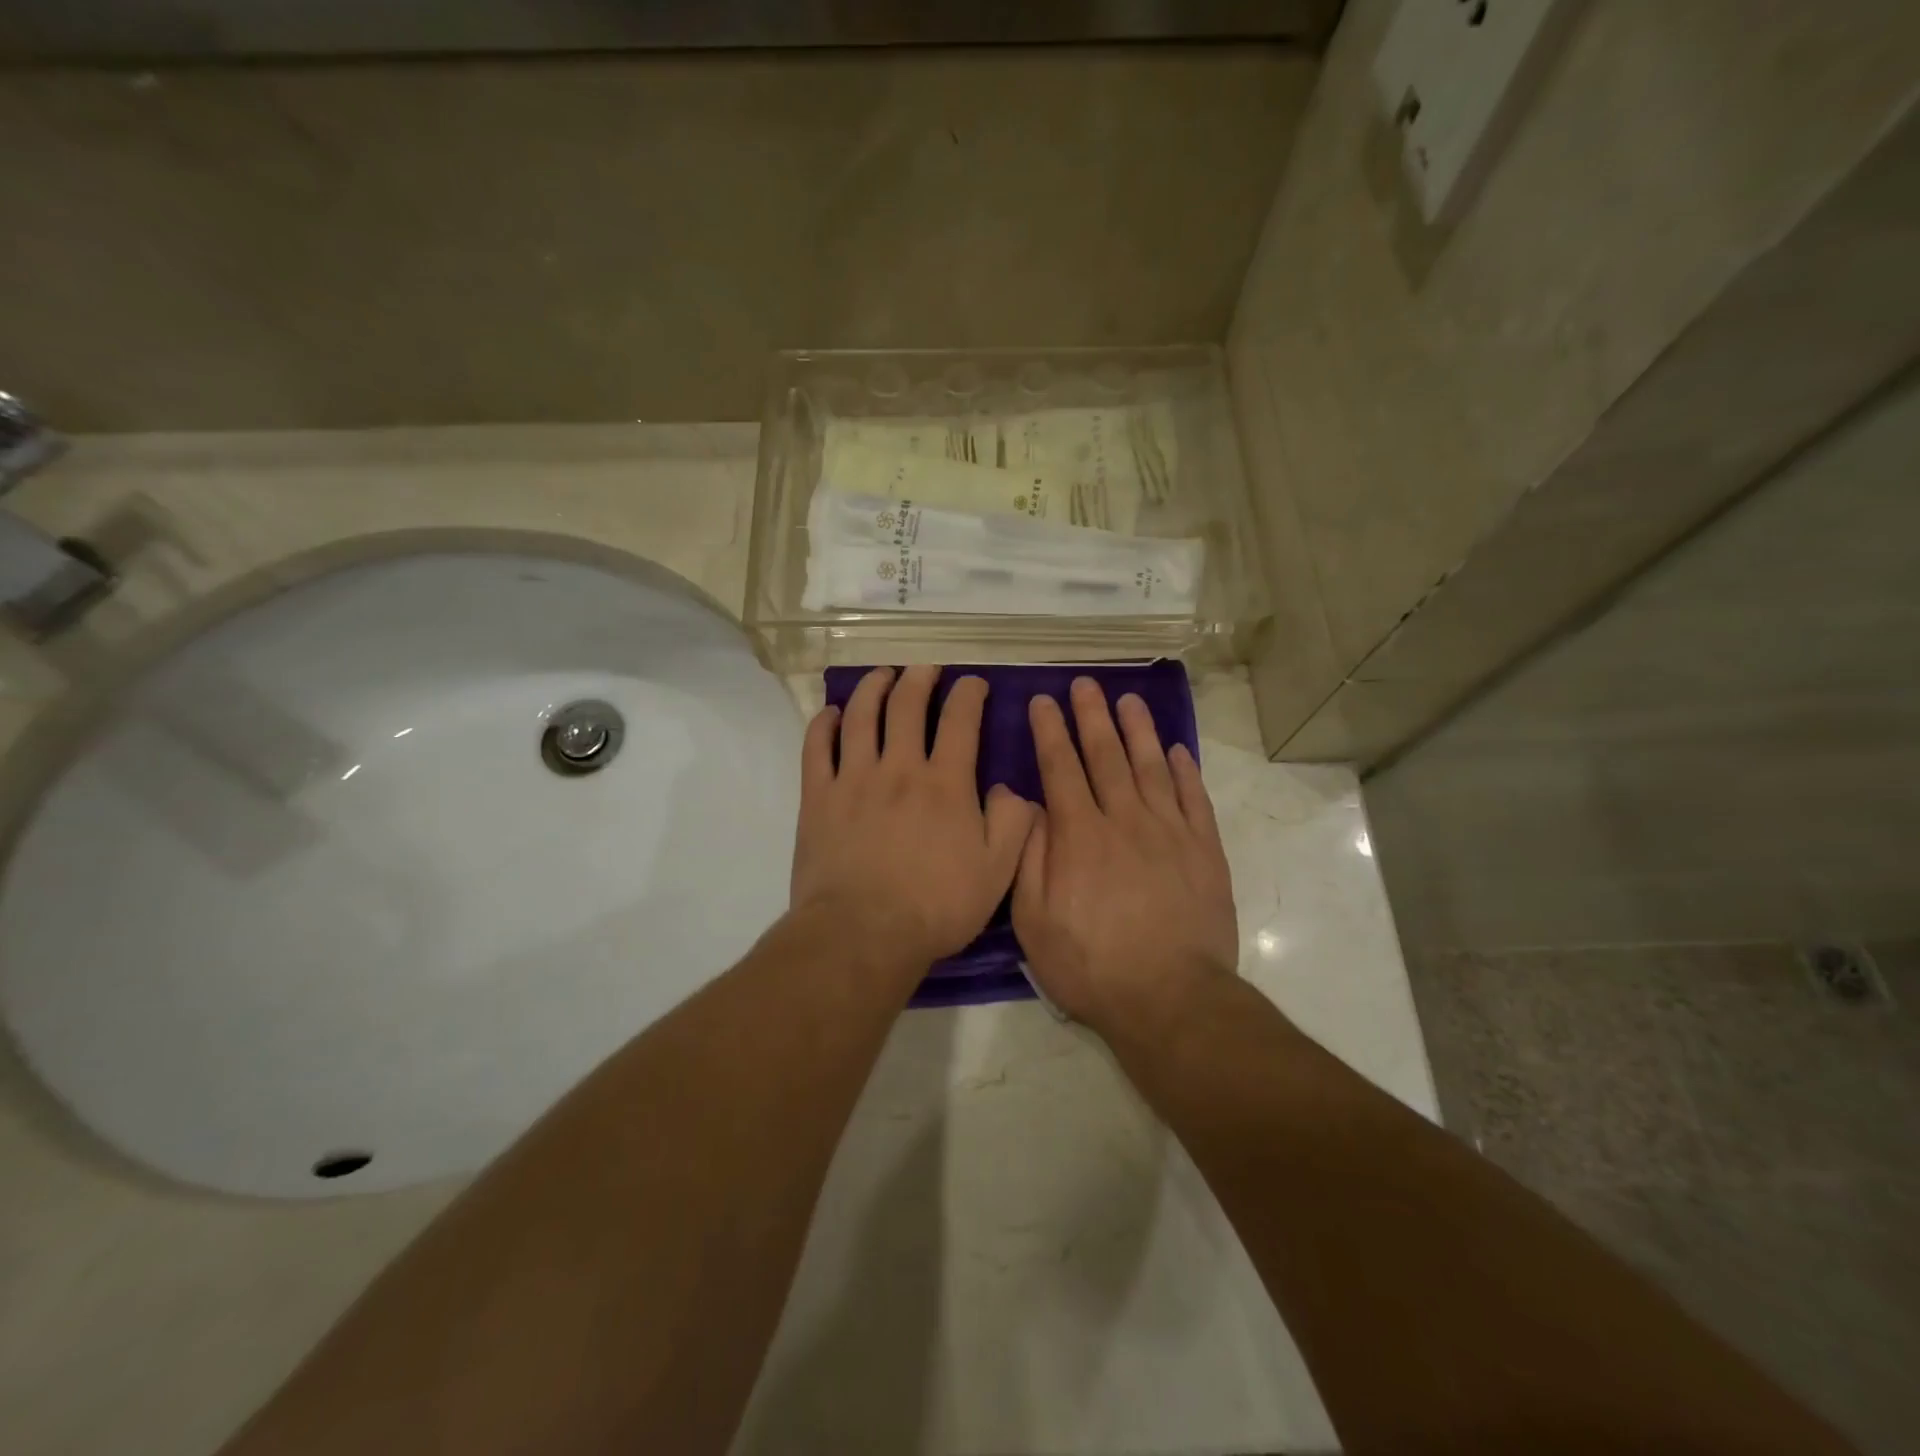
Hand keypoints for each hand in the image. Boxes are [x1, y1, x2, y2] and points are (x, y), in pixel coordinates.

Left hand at [792, 666, 1035, 970]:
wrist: (863, 934)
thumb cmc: (935, 906)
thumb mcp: (997, 873)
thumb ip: (1013, 824)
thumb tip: (1012, 790)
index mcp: (945, 783)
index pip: (960, 720)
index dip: (969, 694)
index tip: (973, 683)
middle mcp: (899, 768)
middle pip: (907, 705)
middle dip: (919, 678)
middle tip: (925, 669)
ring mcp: (854, 779)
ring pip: (860, 716)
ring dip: (872, 688)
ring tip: (881, 675)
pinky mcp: (818, 798)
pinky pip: (816, 747)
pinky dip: (823, 724)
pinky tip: (830, 713)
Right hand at [1012, 678, 1237, 1036]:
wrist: (1170, 998)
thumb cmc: (1090, 964)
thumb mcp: (1033, 920)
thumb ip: (1029, 856)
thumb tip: (1028, 805)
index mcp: (1079, 835)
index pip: (1060, 767)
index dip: (1050, 731)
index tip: (1042, 701)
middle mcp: (1124, 819)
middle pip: (1106, 755)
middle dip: (1092, 716)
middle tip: (1085, 684)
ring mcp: (1170, 832)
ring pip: (1152, 767)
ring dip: (1138, 730)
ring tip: (1129, 701)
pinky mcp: (1205, 850)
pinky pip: (1195, 798)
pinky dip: (1186, 771)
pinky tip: (1178, 751)